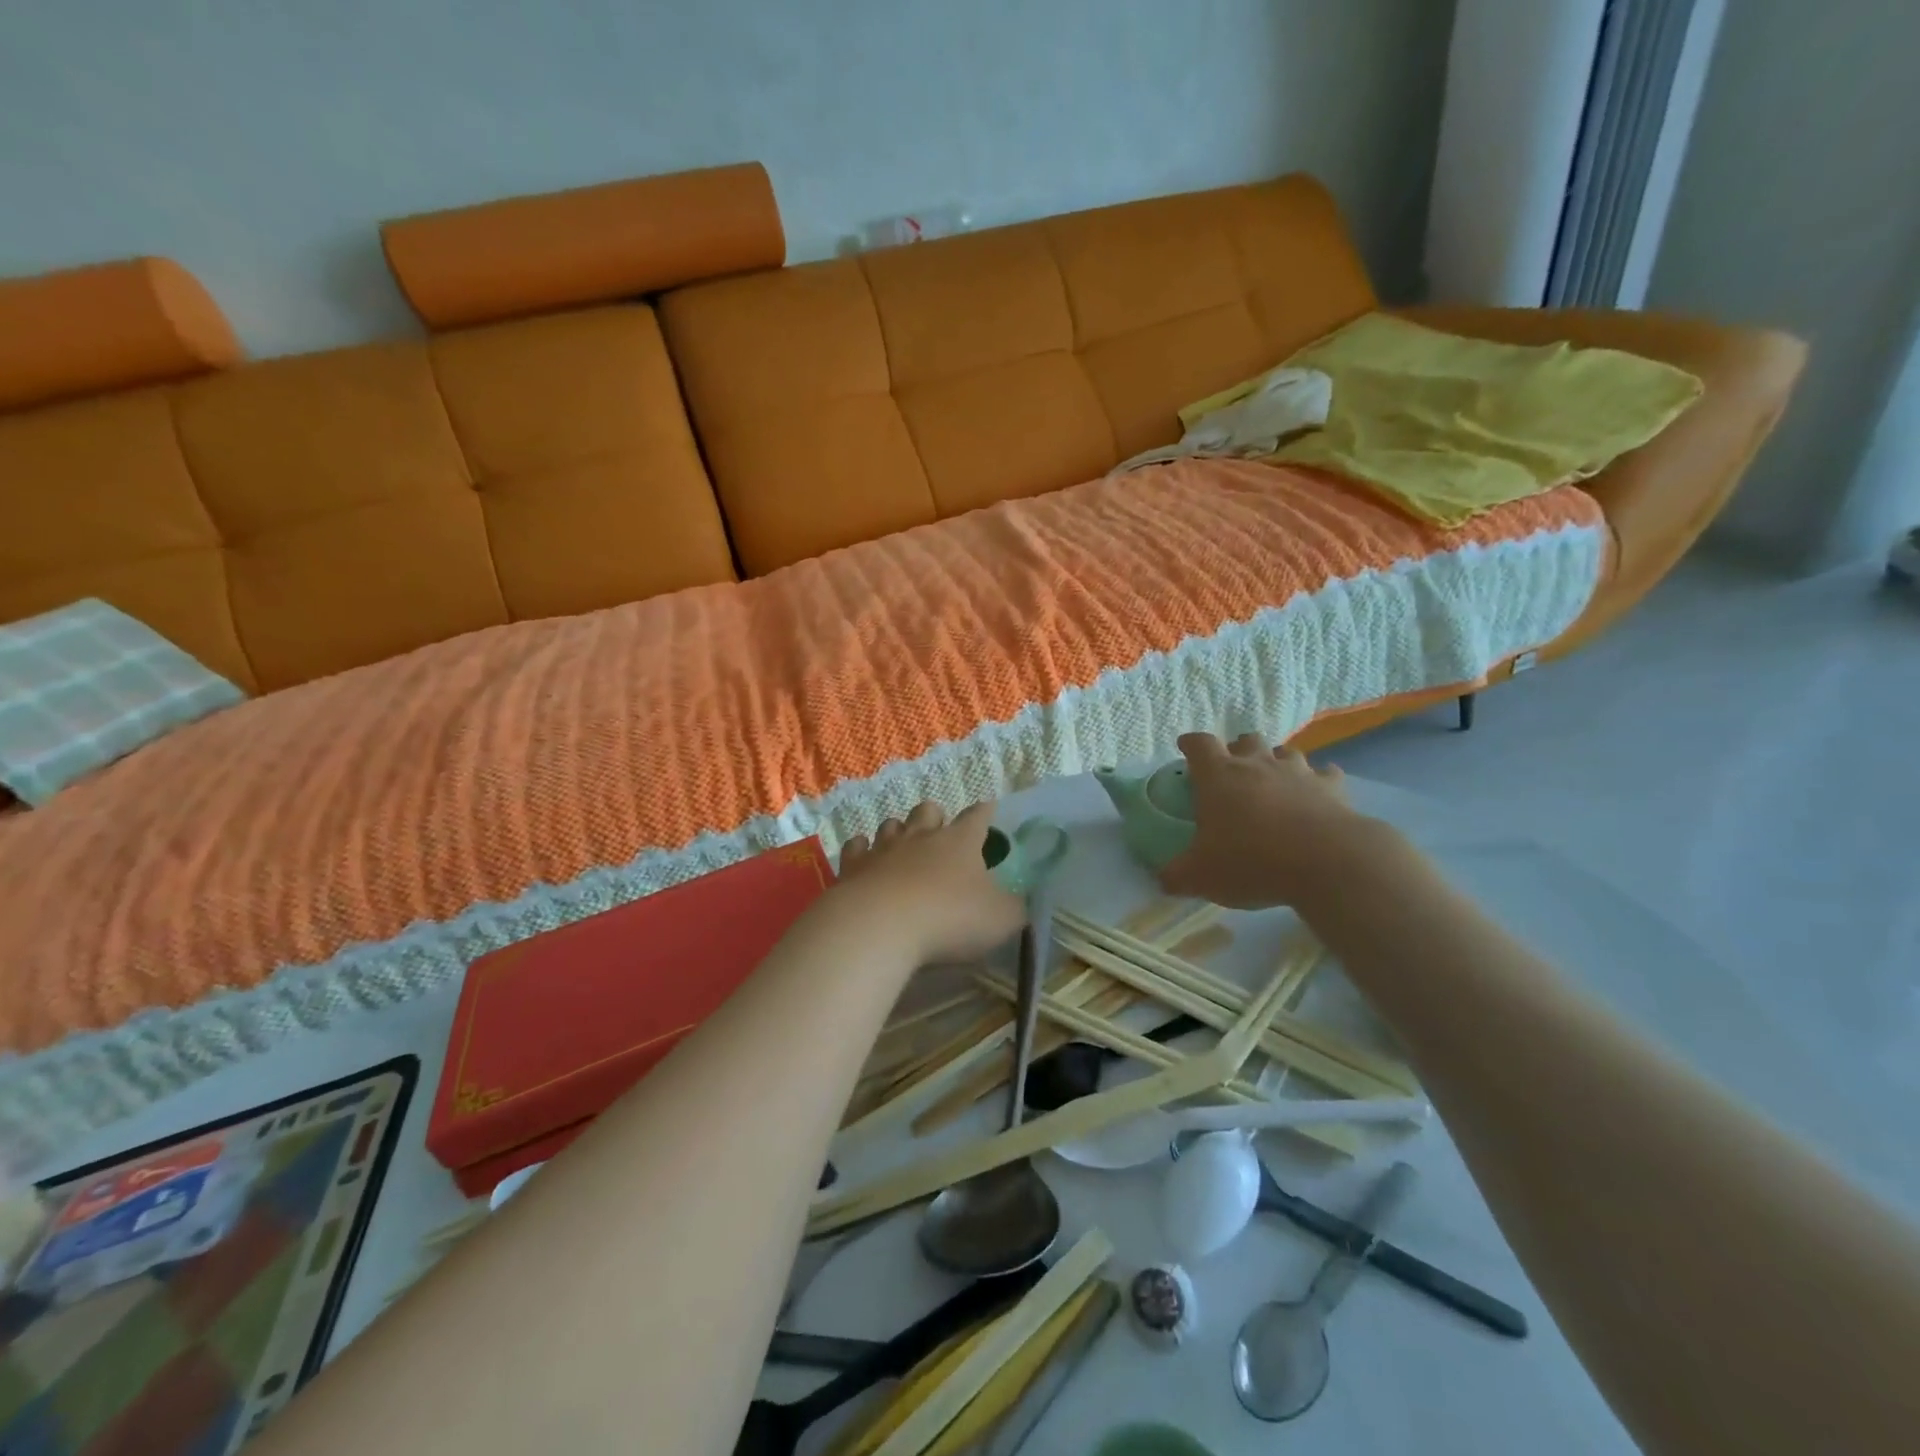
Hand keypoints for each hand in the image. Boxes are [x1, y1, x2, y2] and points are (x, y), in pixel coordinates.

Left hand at [835, 802, 1026, 963]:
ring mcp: (883, 849)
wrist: (880, 927)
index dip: (984, 812)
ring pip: (890, 825)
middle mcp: (921, 836)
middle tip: (939, 830)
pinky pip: (856, 847)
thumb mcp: (1000, 919)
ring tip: (902, 844)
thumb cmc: (949, 919)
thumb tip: (1018, 902)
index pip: (977, 817)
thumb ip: (1013, 908)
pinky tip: (863, 858)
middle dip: (935, 816)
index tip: (988, 807)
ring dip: (898, 831)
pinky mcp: (852, 867)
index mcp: (960, 842)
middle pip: (928, 810)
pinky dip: (861, 850)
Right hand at [1159, 733, 1380, 908]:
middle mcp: (1257, 764)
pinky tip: (1318, 795)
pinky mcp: (1332, 787)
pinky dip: (1320, 781)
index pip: (1199, 744)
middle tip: (1234, 771)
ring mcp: (1298, 772)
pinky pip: (1325, 774)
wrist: (1325, 862)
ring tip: (1274, 781)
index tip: (1186, 748)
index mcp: (1219, 776)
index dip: (1191, 744)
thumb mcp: (1200, 876)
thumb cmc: (1251, 861)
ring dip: (1277, 761)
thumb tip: (1163, 880)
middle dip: (1238, 749)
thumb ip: (1176, 875)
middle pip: (1246, 740)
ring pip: (1286, 752)